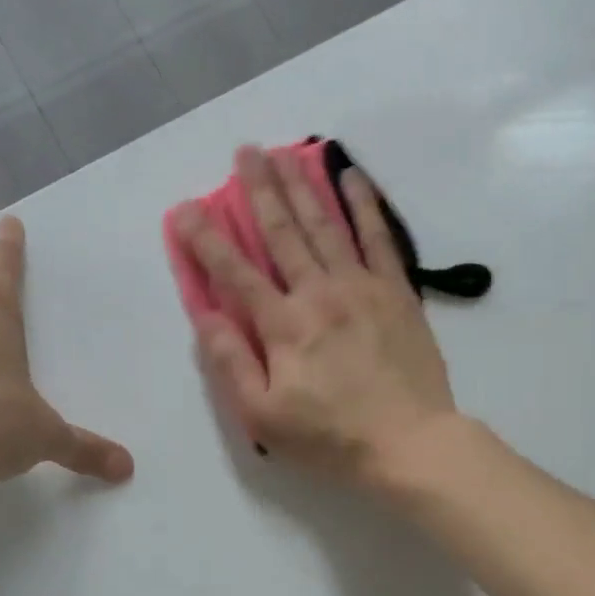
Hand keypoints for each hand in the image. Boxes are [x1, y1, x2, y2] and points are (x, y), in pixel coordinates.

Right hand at [179, 146, 461, 486]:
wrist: (410, 444)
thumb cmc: (331, 438)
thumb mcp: (264, 417)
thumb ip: (232, 362)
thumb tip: (204, 315)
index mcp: (284, 326)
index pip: (235, 272)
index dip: (206, 239)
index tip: (185, 208)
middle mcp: (319, 293)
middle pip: (283, 233)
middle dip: (259, 190)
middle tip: (245, 151)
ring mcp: (362, 287)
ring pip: (325, 225)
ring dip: (302, 186)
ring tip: (284, 152)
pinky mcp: (397, 292)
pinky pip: (378, 237)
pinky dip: (364, 204)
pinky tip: (351, 176)